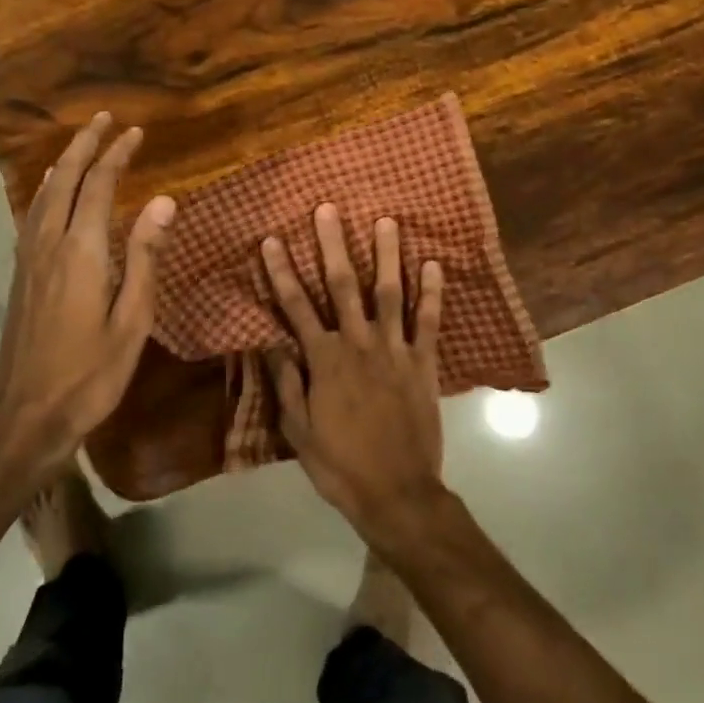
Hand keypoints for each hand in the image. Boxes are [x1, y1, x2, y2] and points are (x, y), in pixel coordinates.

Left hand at [0, 112, 175, 485]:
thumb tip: (164, 201)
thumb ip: (145, 256)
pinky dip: (46, 190)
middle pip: (66, 180)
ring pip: (44, 195)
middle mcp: (49, 244)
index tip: (136, 132)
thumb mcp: (133, 319)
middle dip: (86, 145)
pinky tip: (50, 192)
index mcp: (81, 252)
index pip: (100, 186)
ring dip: (64, 163)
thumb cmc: (91, 373)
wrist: (27, 416)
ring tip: (80, 143)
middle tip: (105, 119)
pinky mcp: (20, 275)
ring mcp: (29, 259)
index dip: (117, 155)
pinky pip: (32, 215)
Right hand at [261, 205, 449, 546]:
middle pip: (343, 286)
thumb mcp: (298, 431)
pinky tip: (433, 264)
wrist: (397, 493)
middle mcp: (358, 344)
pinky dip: (432, 292)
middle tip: (329, 209)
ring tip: (385, 220)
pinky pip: (429, 321)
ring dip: (386, 255)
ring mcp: (395, 350)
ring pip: (390, 293)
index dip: (282, 272)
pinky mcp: (424, 363)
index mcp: (324, 361)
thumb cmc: (340, 465)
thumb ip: (287, 382)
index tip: (271, 239)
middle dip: (334, 245)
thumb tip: (270, 340)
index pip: (296, 307)